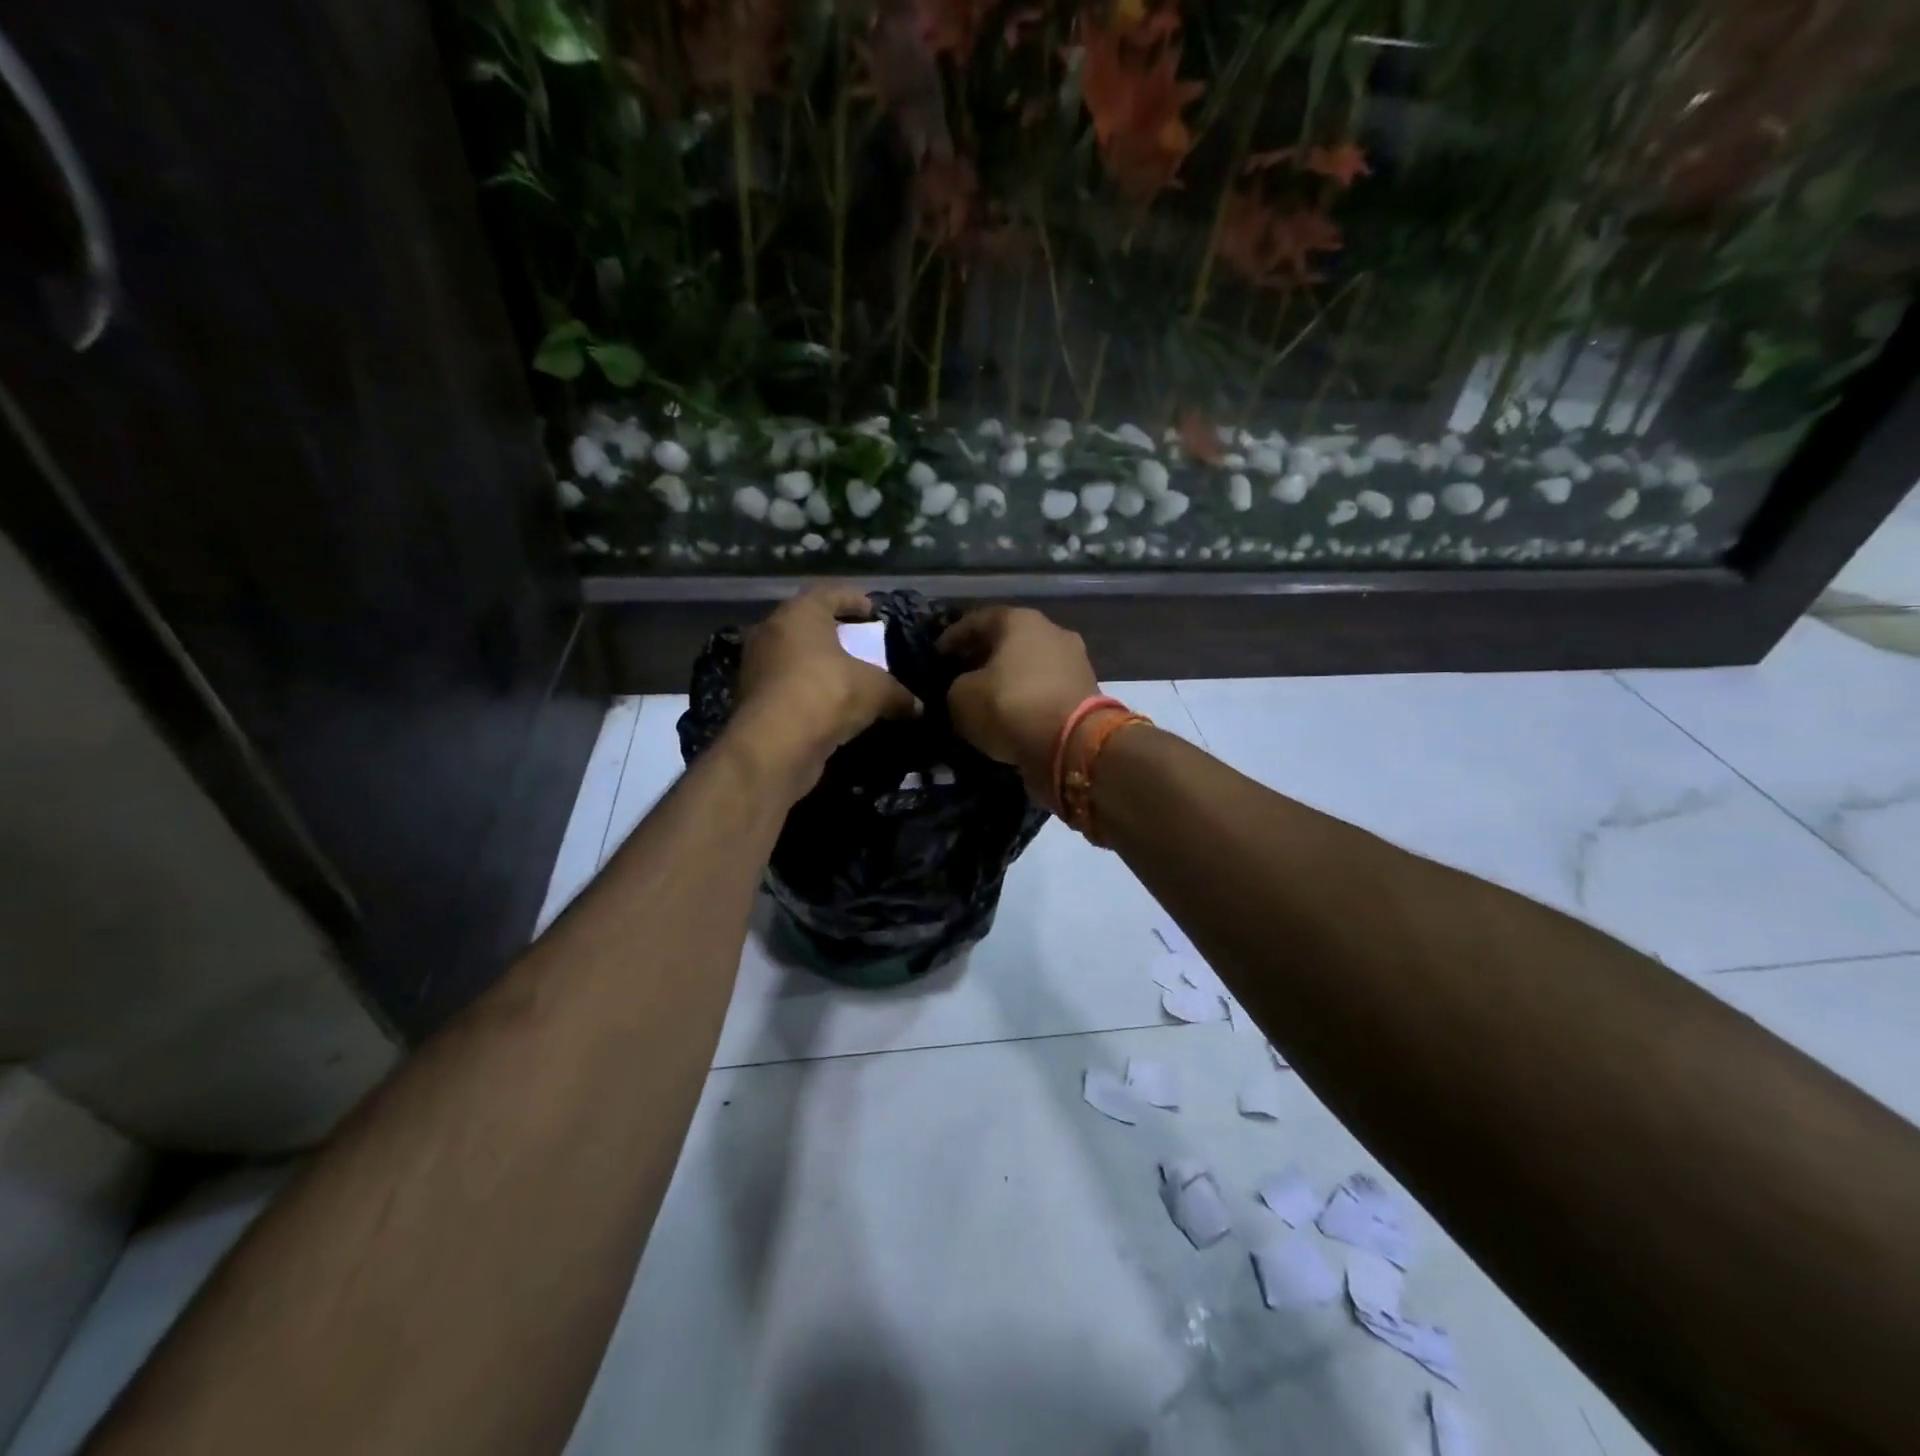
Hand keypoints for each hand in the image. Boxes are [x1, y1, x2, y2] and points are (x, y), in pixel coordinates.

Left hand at [729, 586, 920, 798]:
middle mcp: (771, 632)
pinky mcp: (752, 700)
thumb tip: (918, 709)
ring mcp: (757, 667)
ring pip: (793, 657)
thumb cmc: (827, 694)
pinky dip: (806, 692)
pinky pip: (786, 687)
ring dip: (817, 665)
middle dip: (833, 634)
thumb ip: (898, 694)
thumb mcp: (876, 690)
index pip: (828, 593)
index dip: (853, 599)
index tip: (871, 610)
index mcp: (800, 614)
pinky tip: (828, 706)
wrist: (775, 745)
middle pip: (806, 625)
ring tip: (845, 677)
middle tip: (858, 644)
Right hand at [938, 606, 1098, 804]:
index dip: (952, 638)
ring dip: (1007, 681)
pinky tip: (1011, 717)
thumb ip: (955, 688)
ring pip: (1029, 667)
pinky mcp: (1085, 693)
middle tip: (959, 677)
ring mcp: (1074, 662)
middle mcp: (1052, 632)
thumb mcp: (961, 698)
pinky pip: (1045, 692)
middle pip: (1008, 642)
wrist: (1073, 745)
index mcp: (1020, 620)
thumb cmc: (1011, 706)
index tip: (936, 656)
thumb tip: (963, 692)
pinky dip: (1027, 701)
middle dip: (982, 659)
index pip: (977, 620)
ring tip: (985, 701)